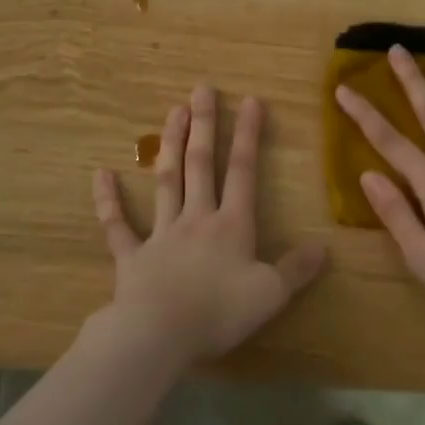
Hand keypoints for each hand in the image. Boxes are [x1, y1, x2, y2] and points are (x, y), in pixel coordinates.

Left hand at [93, 86, 326, 363]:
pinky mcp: (131, 256)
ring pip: (166, 181)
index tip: (251, 101)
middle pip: (201, 165)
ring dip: (170, 145)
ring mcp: (160, 234)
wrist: (158, 335)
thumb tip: (323, 247)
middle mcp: (196, 219)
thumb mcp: (271, 294)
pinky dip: (108, 200)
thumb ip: (296, 269)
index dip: (248, 136)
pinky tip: (101, 174)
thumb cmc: (219, 313)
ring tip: (173, 111)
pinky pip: (117, 225)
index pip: (243, 172)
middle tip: (202, 89)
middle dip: (204, 125)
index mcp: (231, 225)